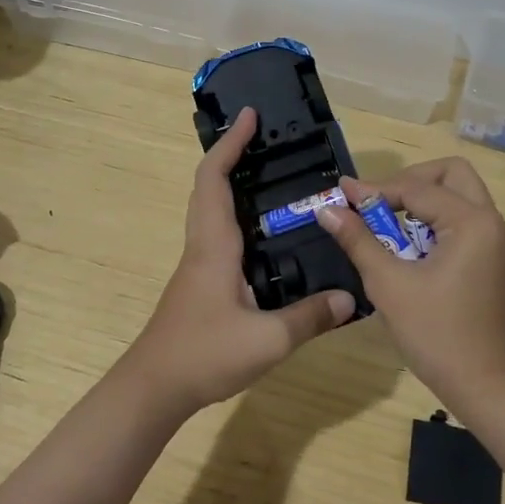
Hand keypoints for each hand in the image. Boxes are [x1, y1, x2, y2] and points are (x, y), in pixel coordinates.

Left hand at [125, 107, 356, 415]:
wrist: (155, 387)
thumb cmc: (204, 354)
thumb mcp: (267, 340)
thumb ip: (309, 317)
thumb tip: (349, 297)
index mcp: (214, 245)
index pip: (214, 179)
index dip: (230, 144)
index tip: (249, 116)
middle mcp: (203, 245)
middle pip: (208, 185)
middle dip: (231, 155)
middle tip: (265, 140)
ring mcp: (198, 264)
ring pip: (211, 208)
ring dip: (232, 183)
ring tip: (270, 176)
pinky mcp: (201, 281)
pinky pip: (218, 232)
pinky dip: (236, 215)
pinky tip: (265, 234)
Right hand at [317, 158, 504, 402]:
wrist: (487, 387)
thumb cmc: (437, 334)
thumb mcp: (389, 285)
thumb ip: (358, 240)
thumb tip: (327, 209)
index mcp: (471, 222)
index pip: (416, 188)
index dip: (374, 190)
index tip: (339, 195)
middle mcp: (489, 222)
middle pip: (450, 174)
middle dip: (409, 181)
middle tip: (377, 203)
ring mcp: (494, 241)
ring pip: (458, 196)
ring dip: (422, 200)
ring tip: (386, 225)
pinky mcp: (490, 259)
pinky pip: (461, 220)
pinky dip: (433, 221)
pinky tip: (406, 246)